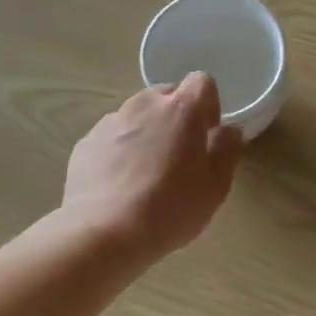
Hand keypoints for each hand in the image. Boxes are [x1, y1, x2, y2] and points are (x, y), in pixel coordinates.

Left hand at [61, 74, 243, 265]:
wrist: (102, 233)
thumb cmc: (169, 209)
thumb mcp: (215, 186)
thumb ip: (227, 150)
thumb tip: (229, 130)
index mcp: (182, 109)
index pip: (202, 82)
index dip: (208, 105)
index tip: (207, 135)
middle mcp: (145, 104)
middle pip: (167, 95)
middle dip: (177, 117)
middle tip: (179, 156)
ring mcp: (111, 121)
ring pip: (137, 115)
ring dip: (147, 132)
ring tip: (146, 173)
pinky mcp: (86, 142)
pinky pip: (112, 137)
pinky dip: (120, 150)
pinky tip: (120, 184)